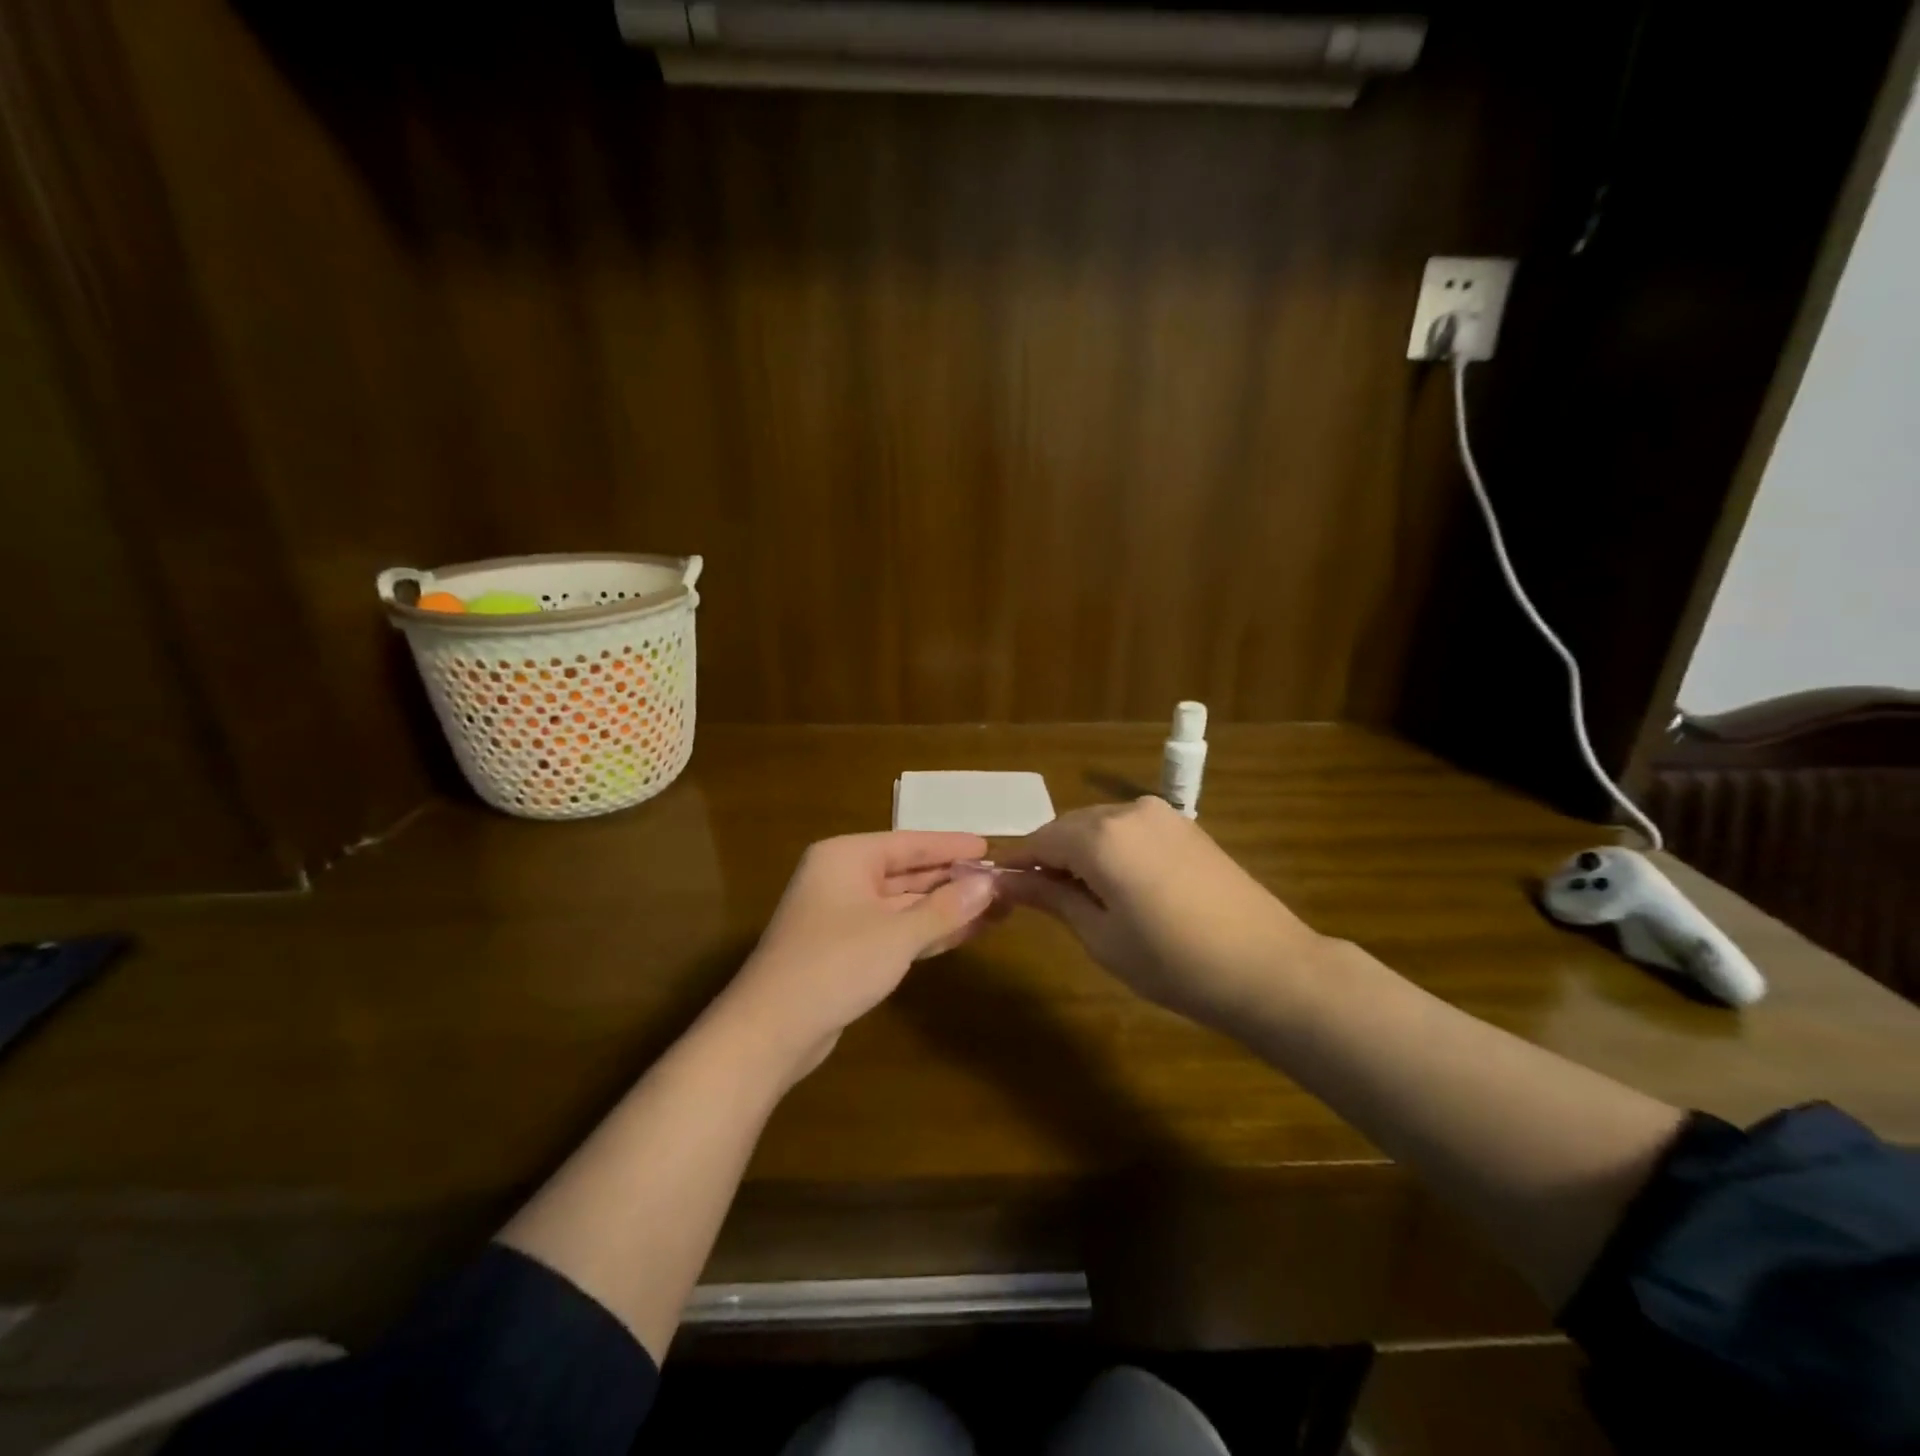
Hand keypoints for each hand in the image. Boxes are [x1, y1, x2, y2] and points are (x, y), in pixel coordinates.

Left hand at [722, 831, 997, 1080]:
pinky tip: (964, 934)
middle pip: (908, 873)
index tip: (989, 848)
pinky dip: (927, 932)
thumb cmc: (834, 964)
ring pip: (904, 905)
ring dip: (945, 909)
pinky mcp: (846, 951)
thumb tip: (989, 885)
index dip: (951, 846)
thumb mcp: (897, 934)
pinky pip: (895, 931)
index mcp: (846, 857)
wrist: (771, 1030)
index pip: (910, 843)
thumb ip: (945, 908)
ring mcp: (843, 916)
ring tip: (994, 909)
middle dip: (953, 881)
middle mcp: (843, 879)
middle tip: (1001, 883)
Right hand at [1002, 797, 1323, 1029]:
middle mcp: (1127, 811)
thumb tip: (1006, 880)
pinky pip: (1130, 829)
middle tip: (1043, 902)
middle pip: (1068, 827)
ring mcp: (1161, 814)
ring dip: (1081, 853)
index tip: (1002, 891)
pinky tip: (1123, 886)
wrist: (1268, 966)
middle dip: (1050, 857)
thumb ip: (1051, 897)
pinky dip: (1113, 849)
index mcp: (1100, 837)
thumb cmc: (1173, 962)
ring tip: (1085, 899)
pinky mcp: (1186, 825)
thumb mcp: (1100, 936)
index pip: (1039, 839)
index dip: (1018, 865)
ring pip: (1099, 826)